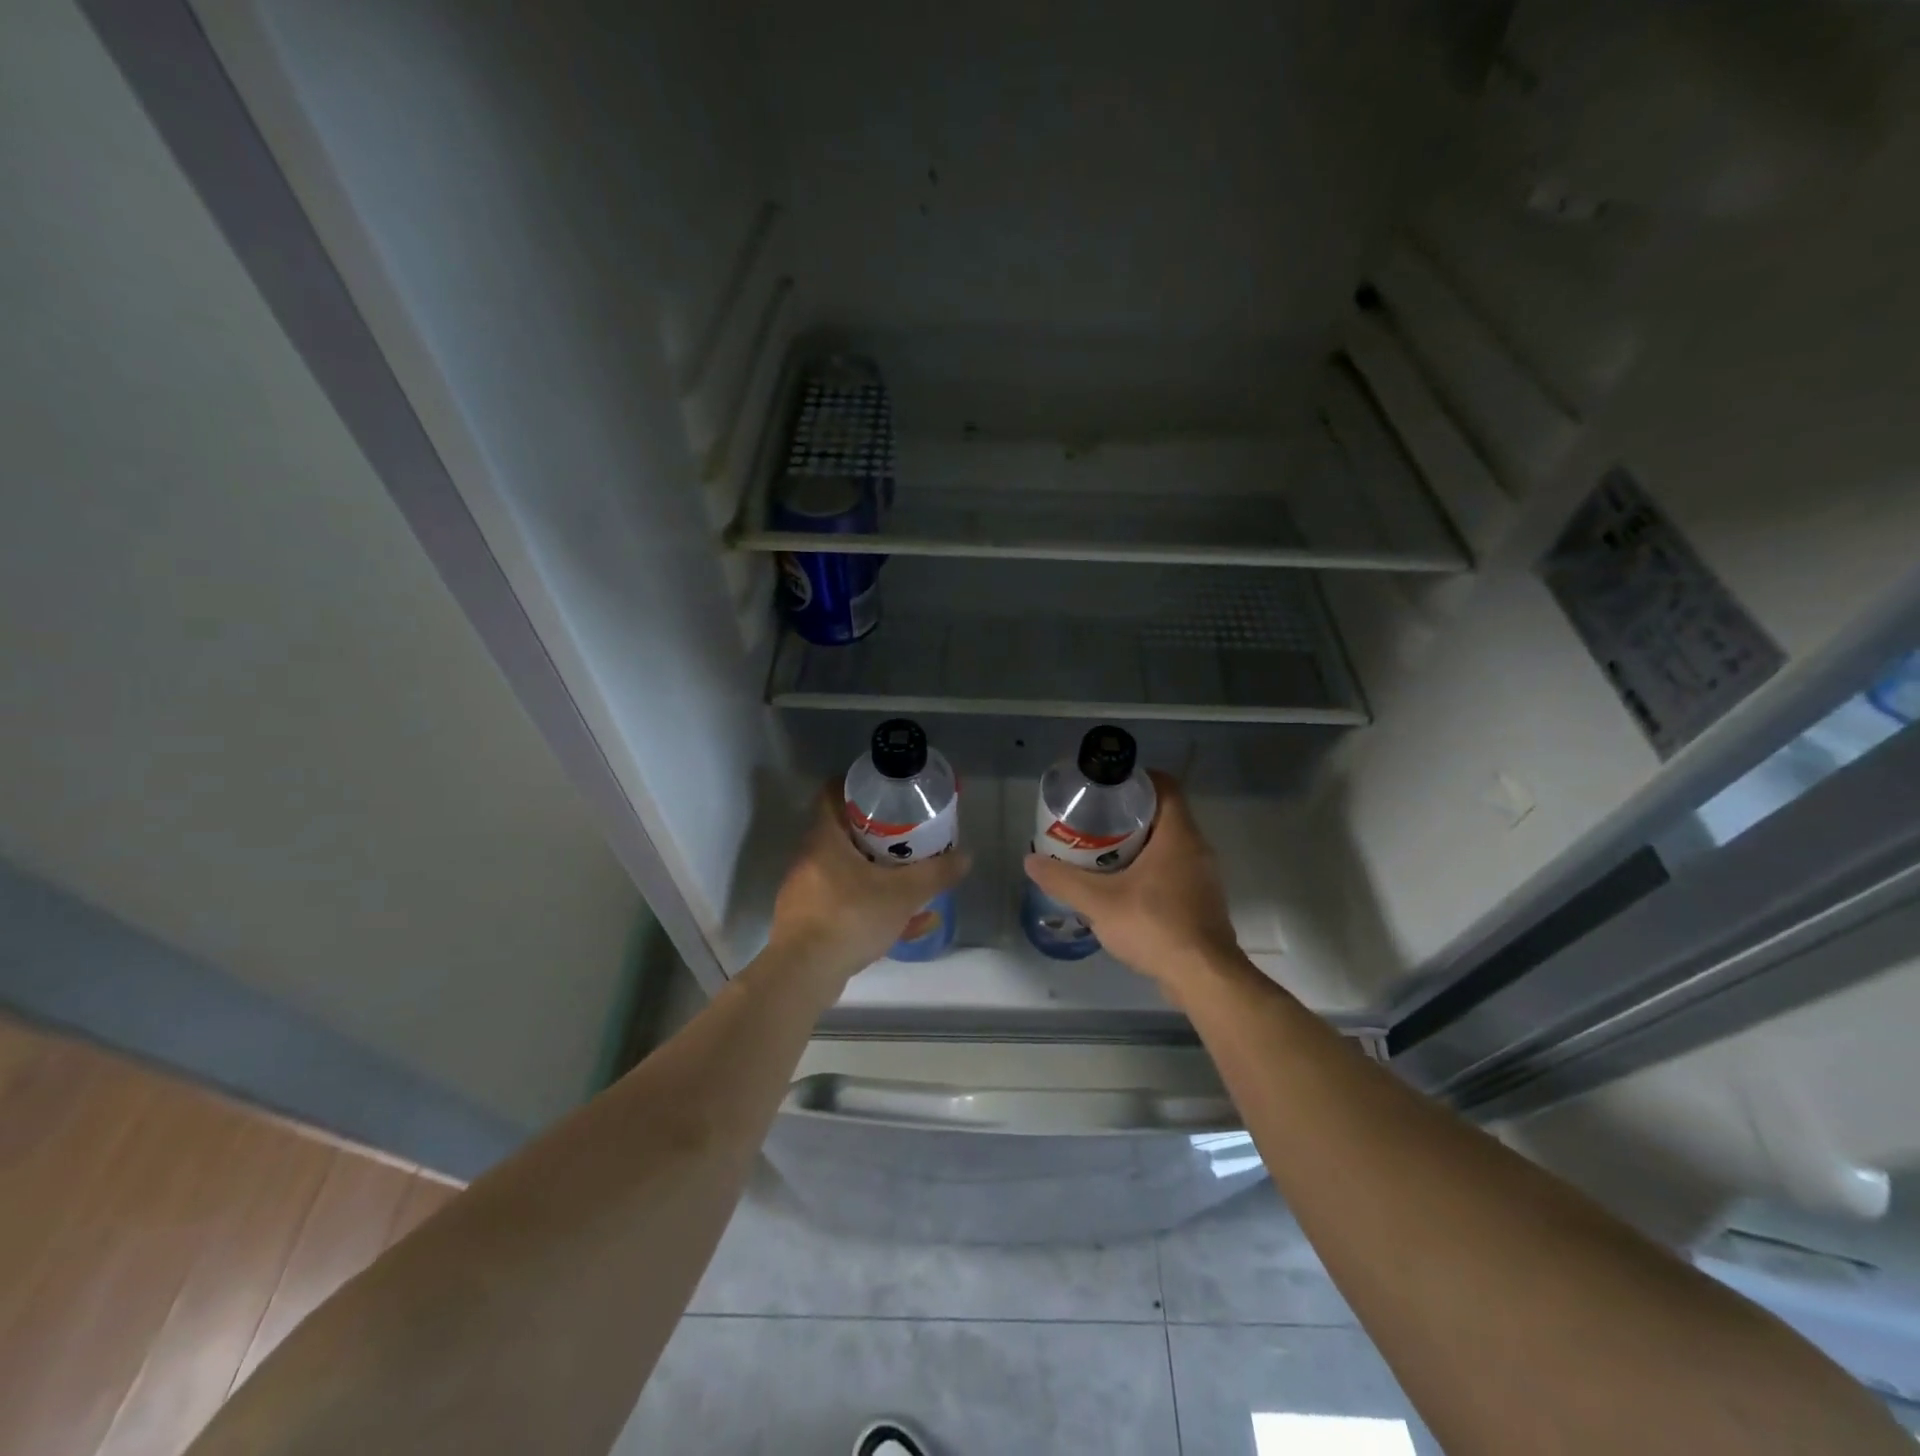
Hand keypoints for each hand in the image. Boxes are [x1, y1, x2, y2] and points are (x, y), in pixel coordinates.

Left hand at [767, 786, 971, 983]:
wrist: (804, 974)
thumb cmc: (850, 916)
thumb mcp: (903, 893)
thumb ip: (935, 874)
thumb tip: (966, 856)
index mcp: (825, 838)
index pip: (832, 794)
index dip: (858, 788)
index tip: (887, 794)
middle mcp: (810, 858)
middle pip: (844, 834)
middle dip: (878, 835)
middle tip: (909, 837)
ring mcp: (807, 891)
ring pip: (848, 872)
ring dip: (878, 875)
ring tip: (912, 883)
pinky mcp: (808, 921)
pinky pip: (845, 904)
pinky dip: (872, 907)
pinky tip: (904, 926)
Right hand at [1023, 771, 1241, 998]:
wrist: (1203, 978)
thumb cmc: (1155, 926)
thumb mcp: (1099, 902)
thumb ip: (1064, 880)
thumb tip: (1031, 861)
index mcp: (1178, 835)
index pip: (1165, 786)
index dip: (1137, 779)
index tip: (1107, 787)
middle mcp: (1196, 848)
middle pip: (1164, 815)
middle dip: (1129, 815)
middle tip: (1093, 821)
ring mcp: (1203, 877)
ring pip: (1169, 845)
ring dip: (1139, 844)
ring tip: (1101, 853)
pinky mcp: (1201, 901)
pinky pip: (1174, 871)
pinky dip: (1150, 870)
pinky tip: (1123, 888)